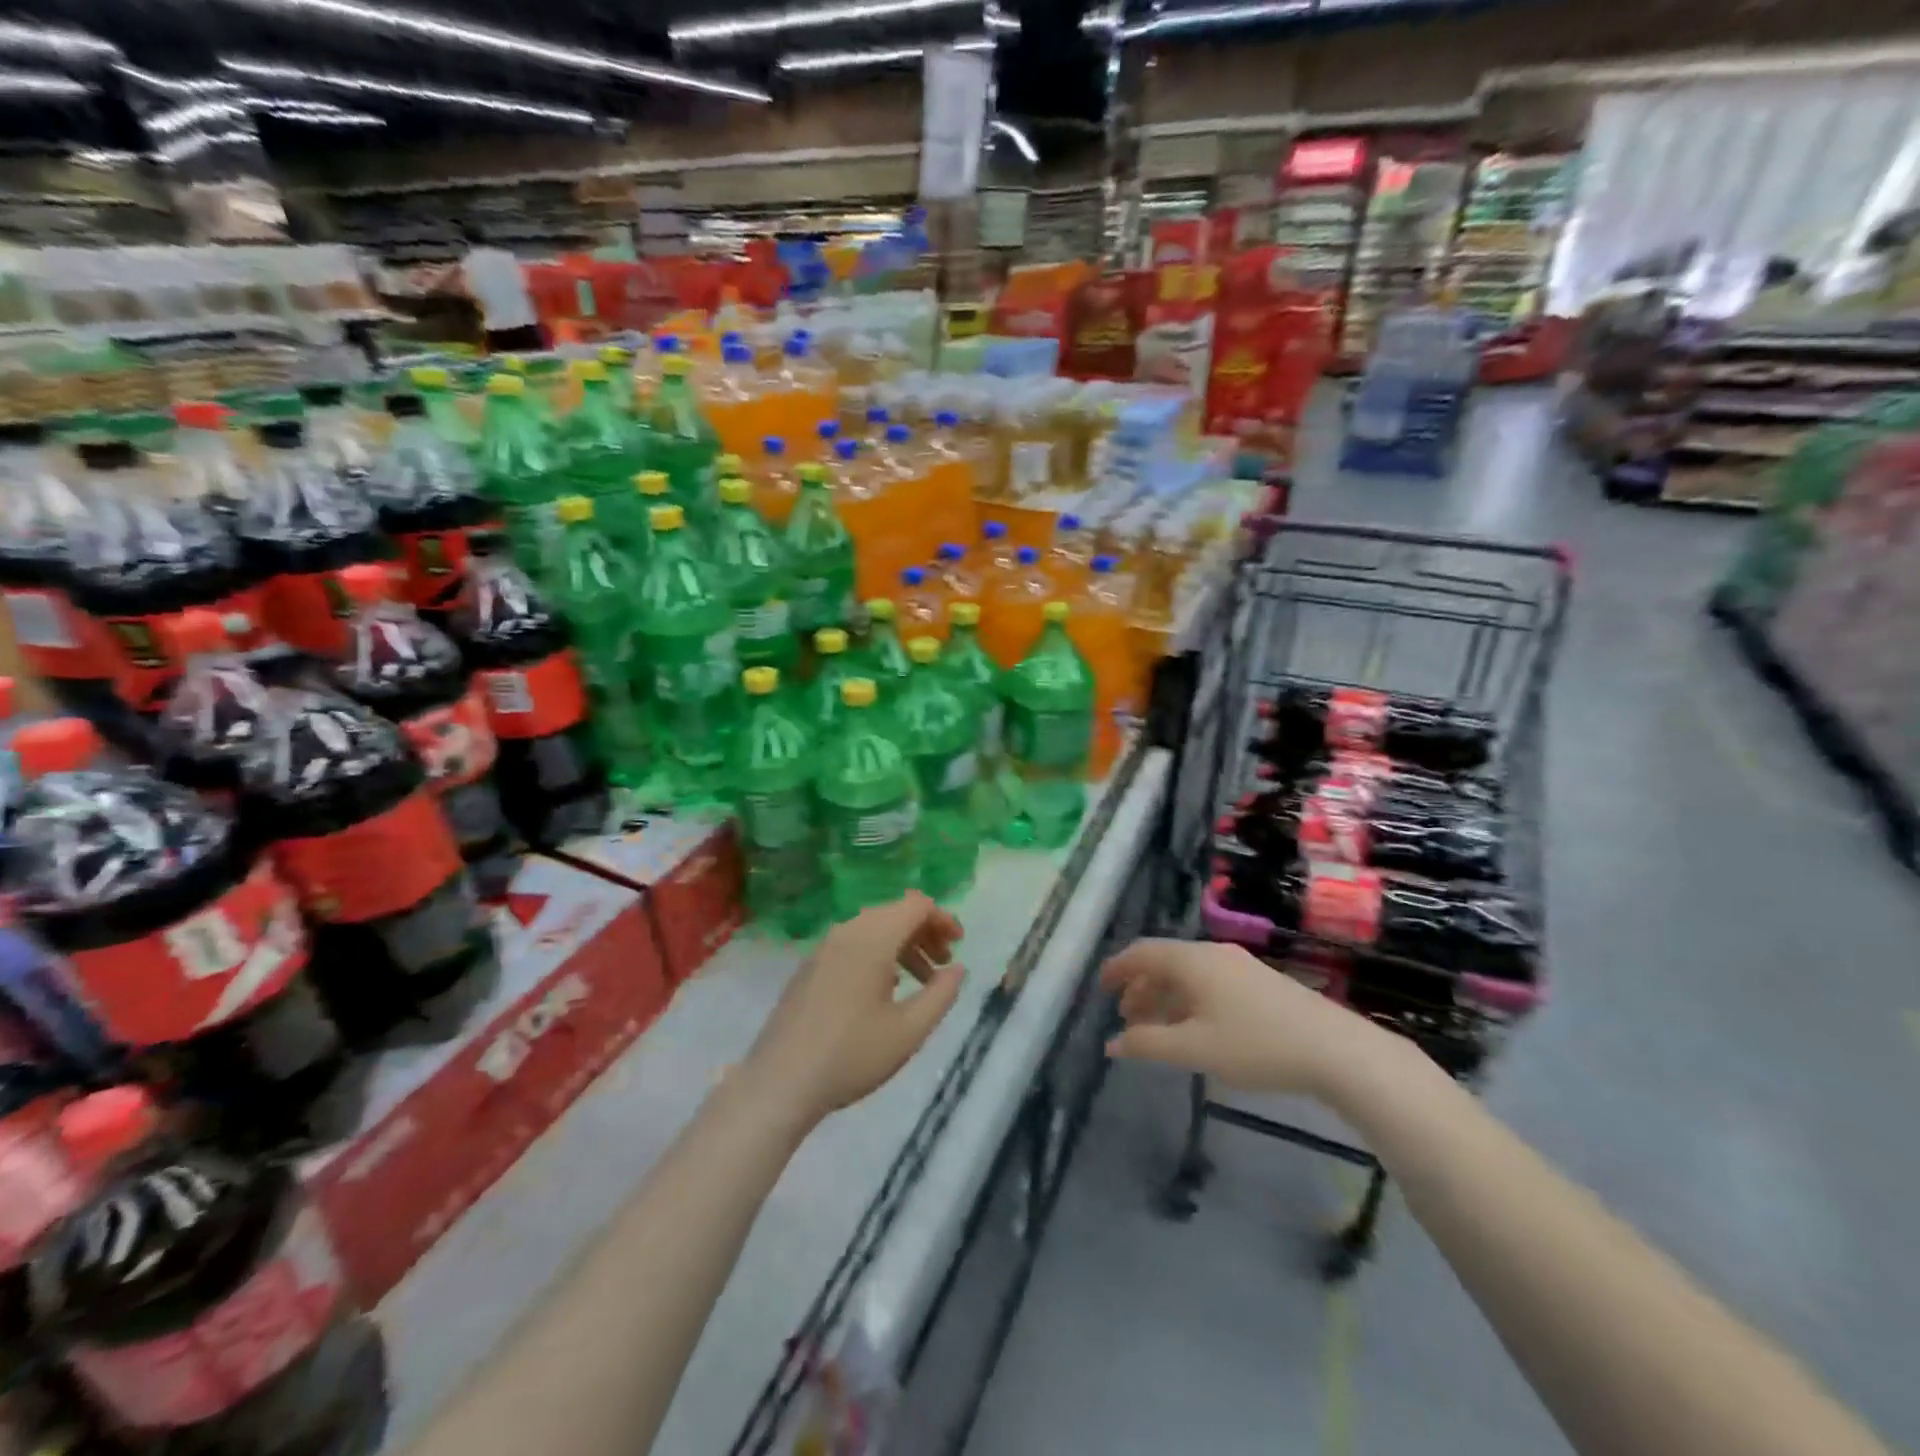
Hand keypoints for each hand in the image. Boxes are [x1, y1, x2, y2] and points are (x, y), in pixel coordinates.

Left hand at [744, 892, 964, 1129]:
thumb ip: (941, 994)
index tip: (959, 944)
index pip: (916, 905)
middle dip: (925, 932)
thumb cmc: (851, 1056)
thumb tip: (957, 968)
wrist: (779, 1083)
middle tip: (944, 965)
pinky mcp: (810, 966)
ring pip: (873, 928)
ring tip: (921, 980)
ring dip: (902, 945)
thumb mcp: (909, 1031)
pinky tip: (885, 989)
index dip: (943, 918)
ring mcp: (823, 948)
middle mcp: (846, 932)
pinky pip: (853, 944)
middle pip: (894, 913)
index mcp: (872, 939)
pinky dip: (878, 954)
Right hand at [1101, 939, 1386, 1099]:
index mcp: (1191, 961)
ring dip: (1164, 997)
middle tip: (1125, 1018)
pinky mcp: (1259, 982)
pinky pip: (1208, 982)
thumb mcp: (1195, 1049)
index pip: (1142, 953)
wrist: (1336, 1050)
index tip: (1100, 988)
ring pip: (1188, 974)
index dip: (1117, 969)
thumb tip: (1111, 1044)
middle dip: (1139, 987)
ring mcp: (1239, 966)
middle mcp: (1211, 954)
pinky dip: (1188, 1000)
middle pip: (1164, 962)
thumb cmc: (1256, 1045)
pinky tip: (1194, 1029)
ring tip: (1155, 1028)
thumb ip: (1148, 1044)